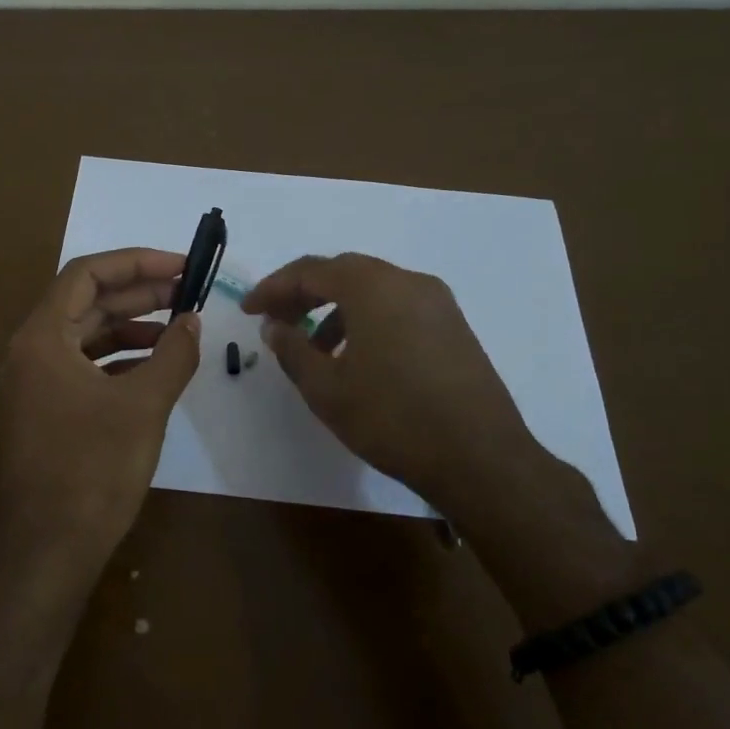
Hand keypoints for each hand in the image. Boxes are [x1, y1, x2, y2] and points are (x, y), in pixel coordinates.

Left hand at [0, 248, 200, 569]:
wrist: (50, 548)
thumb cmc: (93, 470)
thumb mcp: (144, 405)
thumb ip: (173, 354)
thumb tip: (193, 320)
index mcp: (42, 337)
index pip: (87, 274)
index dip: (136, 262)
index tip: (180, 266)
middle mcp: (31, 350)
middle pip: (86, 301)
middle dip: (139, 293)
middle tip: (188, 292)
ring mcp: (34, 381)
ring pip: (86, 334)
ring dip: (131, 325)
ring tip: (178, 327)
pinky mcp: (45, 408)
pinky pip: (83, 365)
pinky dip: (119, 358)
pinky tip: (154, 365)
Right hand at [241, 253, 550, 516]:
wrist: (480, 458)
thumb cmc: (392, 418)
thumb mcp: (326, 388)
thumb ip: (292, 349)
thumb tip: (274, 326)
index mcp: (373, 287)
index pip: (311, 270)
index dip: (273, 288)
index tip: (249, 310)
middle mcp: (408, 282)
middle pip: (344, 273)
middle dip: (304, 294)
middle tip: (276, 320)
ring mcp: (437, 303)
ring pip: (373, 290)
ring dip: (336, 309)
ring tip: (314, 348)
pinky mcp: (454, 327)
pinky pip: (398, 307)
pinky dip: (367, 320)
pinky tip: (357, 359)